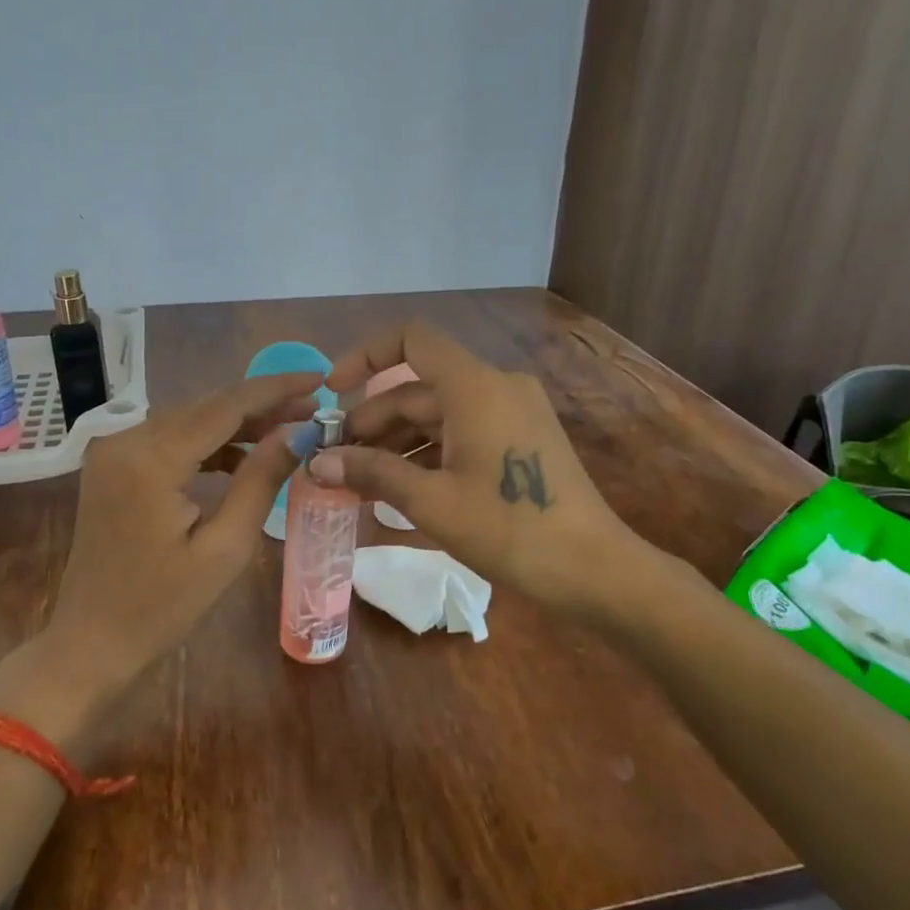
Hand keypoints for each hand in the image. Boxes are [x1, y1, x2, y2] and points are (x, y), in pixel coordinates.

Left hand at [43, 372, 322, 682]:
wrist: (90, 643)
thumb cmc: (161, 607)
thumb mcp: (225, 548)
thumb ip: (260, 480)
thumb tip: (297, 432)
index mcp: (150, 459)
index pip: (225, 406)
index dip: (276, 389)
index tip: (321, 378)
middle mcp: (125, 440)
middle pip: (206, 407)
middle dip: (261, 405)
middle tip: (313, 407)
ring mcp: (113, 452)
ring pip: (189, 420)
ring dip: (236, 424)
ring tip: (287, 430)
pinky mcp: (113, 467)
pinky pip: (169, 441)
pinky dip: (207, 444)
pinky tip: (241, 457)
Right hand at [317, 323, 646, 619]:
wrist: (593, 569)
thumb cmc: (510, 530)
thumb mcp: (433, 502)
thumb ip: (372, 473)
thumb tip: (316, 464)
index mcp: (475, 387)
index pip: (412, 340)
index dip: (366, 356)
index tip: (333, 392)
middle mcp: (495, 387)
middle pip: (418, 388)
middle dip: (371, 421)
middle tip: (333, 460)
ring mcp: (511, 413)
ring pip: (438, 414)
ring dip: (395, 442)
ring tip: (357, 480)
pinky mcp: (519, 439)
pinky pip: (461, 432)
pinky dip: (426, 453)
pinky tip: (398, 488)